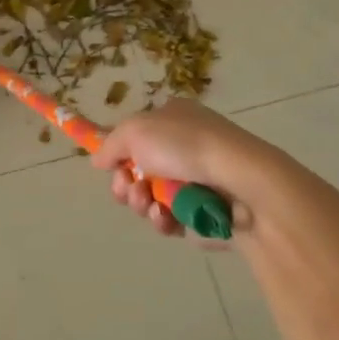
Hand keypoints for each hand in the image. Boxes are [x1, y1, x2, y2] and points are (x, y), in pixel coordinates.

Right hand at [95, 99, 260, 238]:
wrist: (240, 182)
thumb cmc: (186, 146)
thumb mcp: (135, 131)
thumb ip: (110, 145)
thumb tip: (98, 160)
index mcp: (172, 119)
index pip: (136, 135)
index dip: (120, 152)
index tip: (110, 167)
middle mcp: (183, 147)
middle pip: (138, 171)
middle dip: (126, 183)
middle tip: (128, 188)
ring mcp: (195, 180)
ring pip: (151, 198)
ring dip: (141, 203)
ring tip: (149, 204)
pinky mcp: (204, 211)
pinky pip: (171, 219)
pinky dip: (163, 220)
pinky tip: (166, 217)